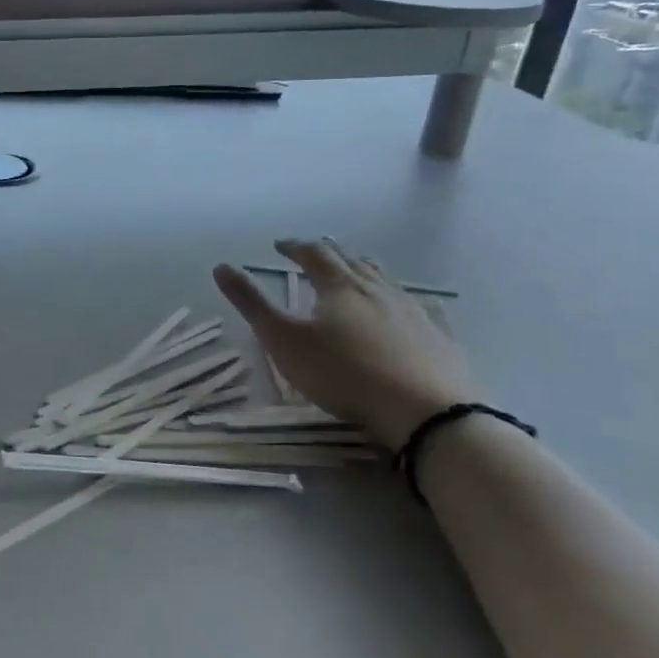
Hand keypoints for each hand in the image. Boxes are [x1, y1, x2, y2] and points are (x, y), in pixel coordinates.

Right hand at [213, 240, 479, 450]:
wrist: (425, 412)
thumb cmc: (343, 373)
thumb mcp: (283, 340)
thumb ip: (252, 303)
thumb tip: (221, 266)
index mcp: (339, 285)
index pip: (313, 253)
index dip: (294, 246)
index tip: (280, 245)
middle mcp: (377, 288)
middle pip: (350, 260)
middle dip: (328, 253)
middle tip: (314, 254)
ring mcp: (412, 310)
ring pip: (383, 278)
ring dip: (362, 270)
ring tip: (353, 273)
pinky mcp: (437, 335)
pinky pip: (413, 304)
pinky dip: (394, 298)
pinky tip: (399, 311)